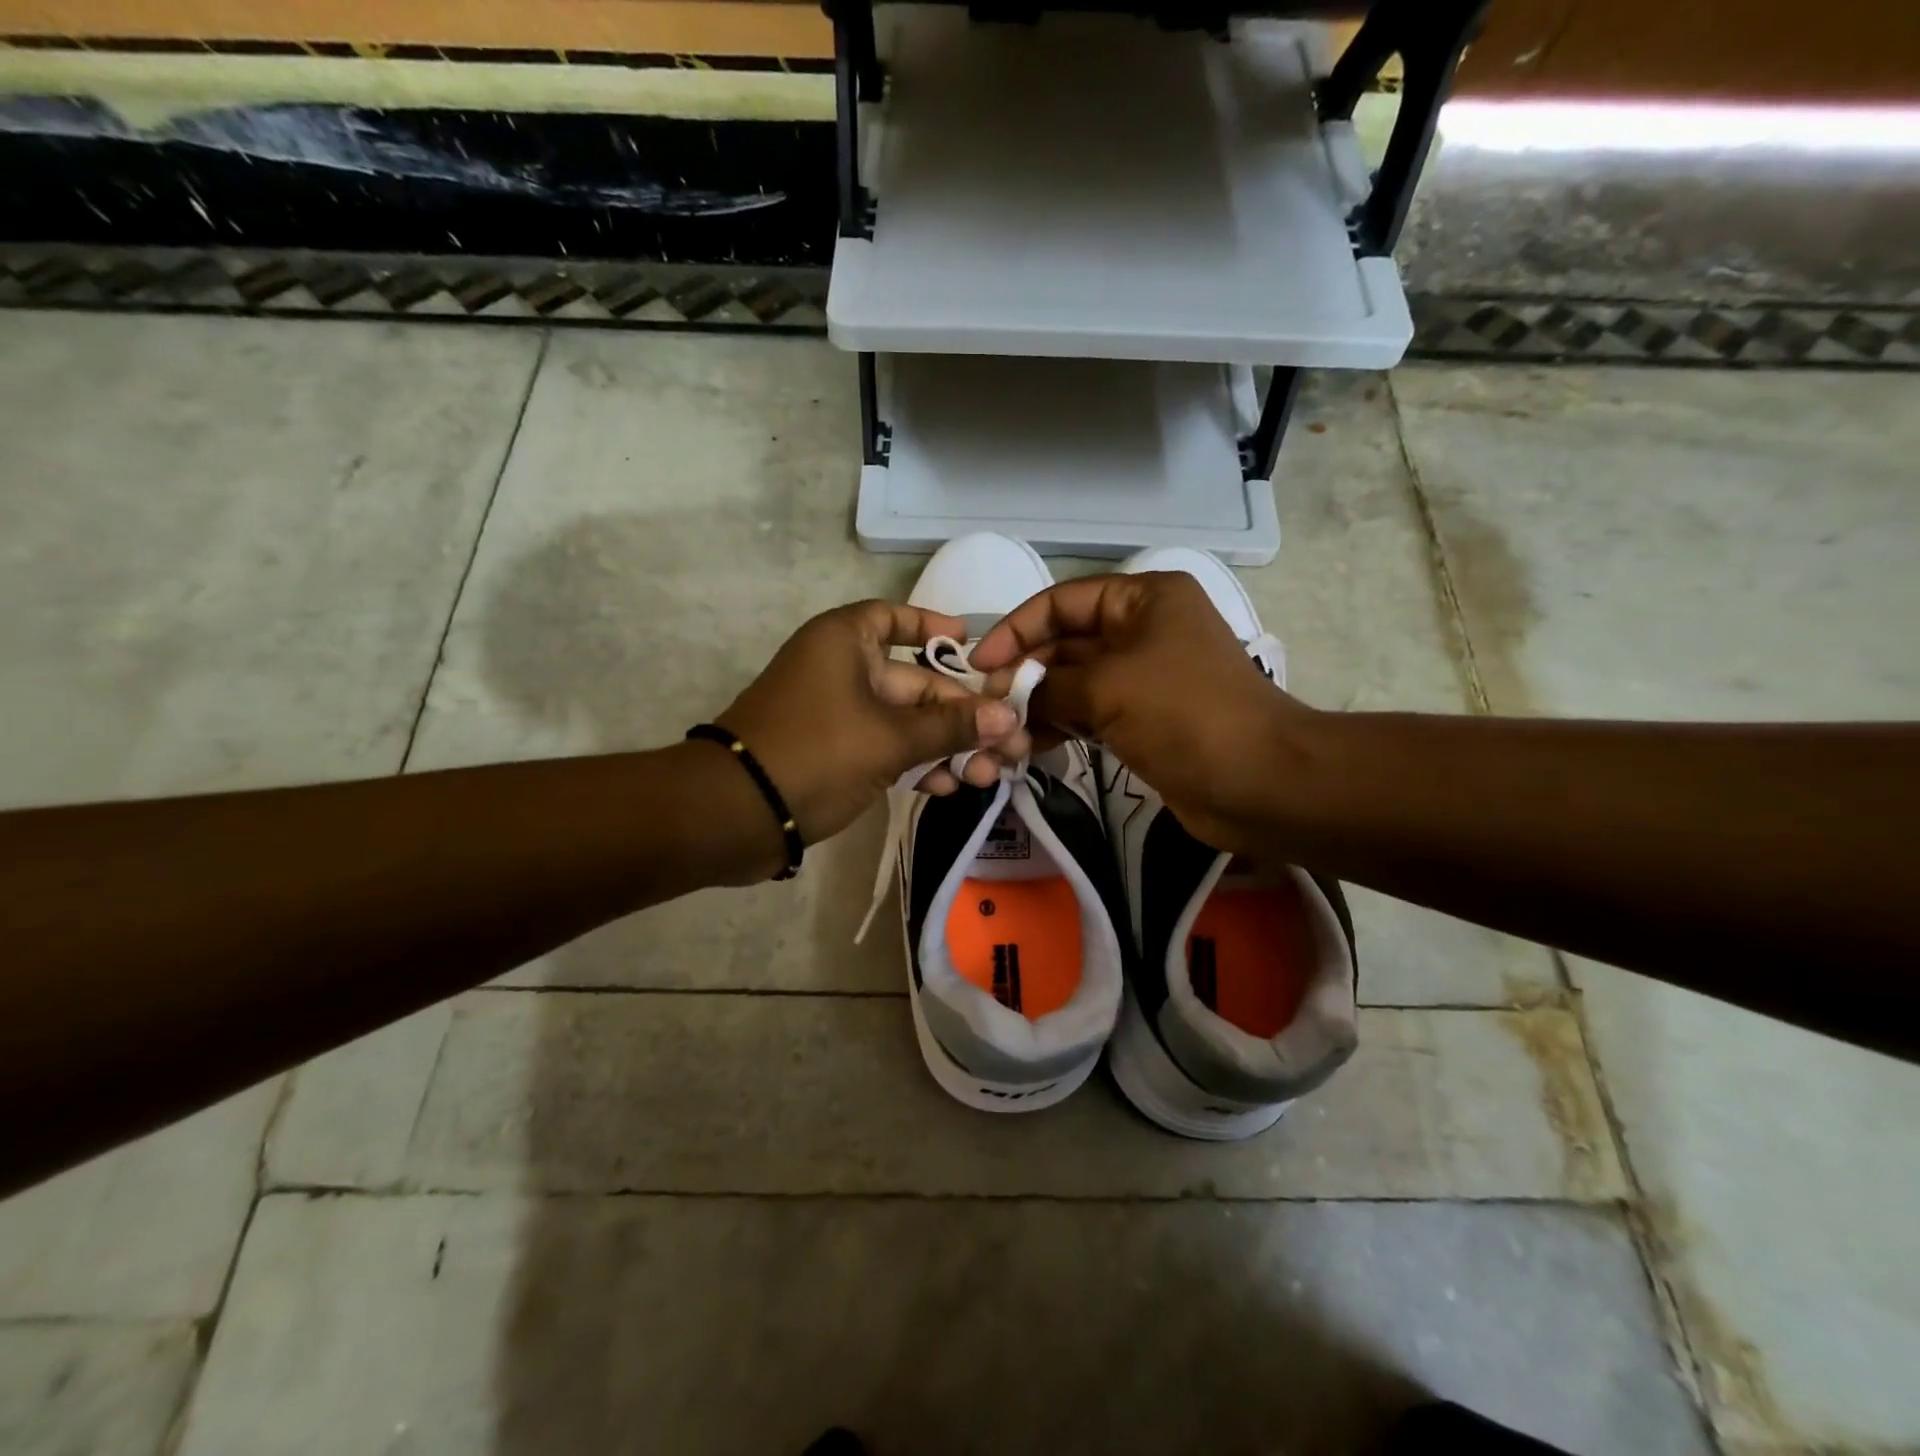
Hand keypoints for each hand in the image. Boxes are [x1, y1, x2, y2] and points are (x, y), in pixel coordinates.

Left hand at [717, 600, 1030, 847]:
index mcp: (846, 642)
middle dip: (964, 715)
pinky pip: (887, 747)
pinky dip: (916, 762)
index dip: (935, 627)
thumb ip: (951, 726)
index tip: (973, 643)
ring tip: (987, 773)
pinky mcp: (837, 752)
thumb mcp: (890, 738)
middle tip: (1010, 742)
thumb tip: (1008, 716)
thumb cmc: (815, 753)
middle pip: (916, 682)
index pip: (895, 618)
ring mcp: (839, 713)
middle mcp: (843, 669)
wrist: (737, 813)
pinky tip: (949, 786)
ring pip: (906, 721)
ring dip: (947, 745)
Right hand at [971, 572, 1319, 854]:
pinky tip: (1028, 748)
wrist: (1258, 782)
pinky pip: (1088, 714)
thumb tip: (1010, 696)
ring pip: (1073, 683)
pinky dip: (1059, 727)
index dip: (1015, 629)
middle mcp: (1142, 629)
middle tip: (987, 708)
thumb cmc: (1185, 715)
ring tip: (1003, 735)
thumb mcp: (1108, 687)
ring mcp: (1143, 677)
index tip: (979, 665)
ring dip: (1037, 705)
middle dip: (1025, 674)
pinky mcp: (1142, 720)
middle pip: (1065, 643)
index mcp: (1142, 599)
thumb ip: (1048, 686)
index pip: (1062, 601)